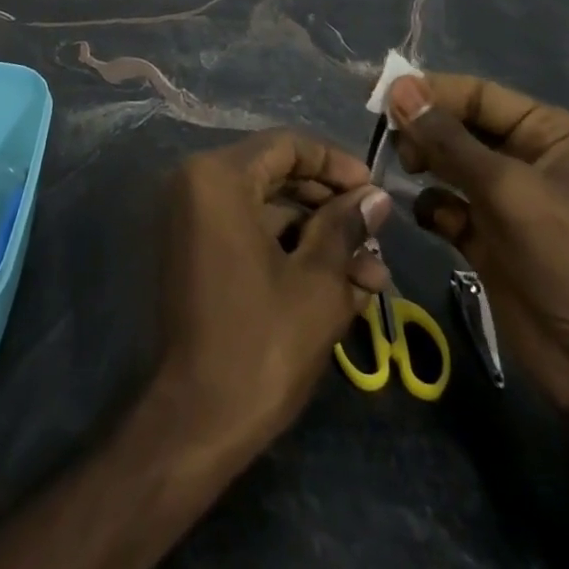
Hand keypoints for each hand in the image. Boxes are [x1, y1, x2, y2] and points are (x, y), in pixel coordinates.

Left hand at [157, 130, 392, 457]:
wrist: (195, 422)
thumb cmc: (260, 342)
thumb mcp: (317, 282)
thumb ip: (346, 228)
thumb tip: (376, 197)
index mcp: (217, 177)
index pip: (286, 146)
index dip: (335, 163)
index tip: (374, 190)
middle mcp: (196, 185)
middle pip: (275, 175)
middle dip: (330, 206)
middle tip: (375, 235)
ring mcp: (191, 219)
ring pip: (265, 208)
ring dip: (317, 234)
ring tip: (370, 272)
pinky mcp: (195, 252)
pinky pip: (247, 232)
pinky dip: (289, 250)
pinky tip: (339, 284)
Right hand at [387, 74, 568, 492]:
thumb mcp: (507, 189)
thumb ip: (447, 138)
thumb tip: (397, 88)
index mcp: (552, 134)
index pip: (480, 95)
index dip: (432, 91)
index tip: (382, 96)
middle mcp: (531, 160)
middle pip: (463, 128)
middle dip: (426, 129)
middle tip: (391, 139)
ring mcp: (511, 204)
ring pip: (452, 165)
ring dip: (425, 163)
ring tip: (404, 169)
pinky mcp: (493, 242)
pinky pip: (450, 207)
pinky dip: (433, 206)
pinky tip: (426, 216)